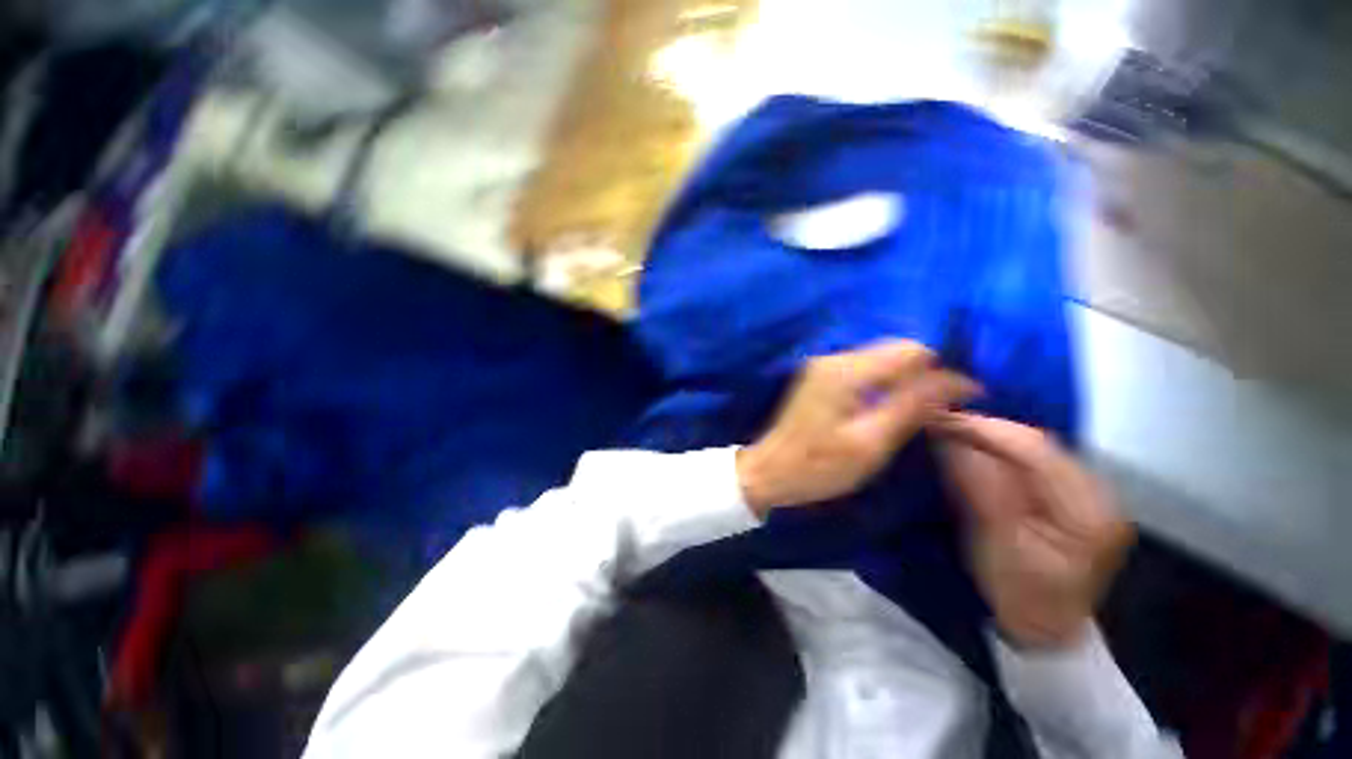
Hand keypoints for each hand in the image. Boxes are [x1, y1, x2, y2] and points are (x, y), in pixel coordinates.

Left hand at [737, 340, 979, 516]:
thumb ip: (910, 408)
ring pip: (882, 359)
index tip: (963, 400)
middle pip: (895, 350)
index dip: (941, 371)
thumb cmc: (818, 467)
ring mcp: (824, 366)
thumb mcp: (869, 444)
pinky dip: (886, 383)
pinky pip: (866, 369)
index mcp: (845, 372)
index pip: (910, 351)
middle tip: (940, 410)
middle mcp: (834, 359)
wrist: (769, 471)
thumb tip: (956, 381)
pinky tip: (891, 407)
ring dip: (906, 379)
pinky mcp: (821, 376)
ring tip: (920, 411)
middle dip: (924, 374)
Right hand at [932, 413, 1134, 649]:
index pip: (1035, 450)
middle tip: (939, 424)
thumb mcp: (996, 543)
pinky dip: (998, 449)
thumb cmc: (1019, 596)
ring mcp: (1088, 492)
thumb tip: (950, 440)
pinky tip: (974, 447)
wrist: (1043, 629)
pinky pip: (1031, 459)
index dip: (985, 429)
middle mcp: (1098, 493)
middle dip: (985, 429)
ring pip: (1033, 447)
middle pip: (1038, 443)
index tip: (939, 420)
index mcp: (1088, 512)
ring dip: (990, 436)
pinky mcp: (1071, 494)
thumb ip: (979, 487)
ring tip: (950, 431)